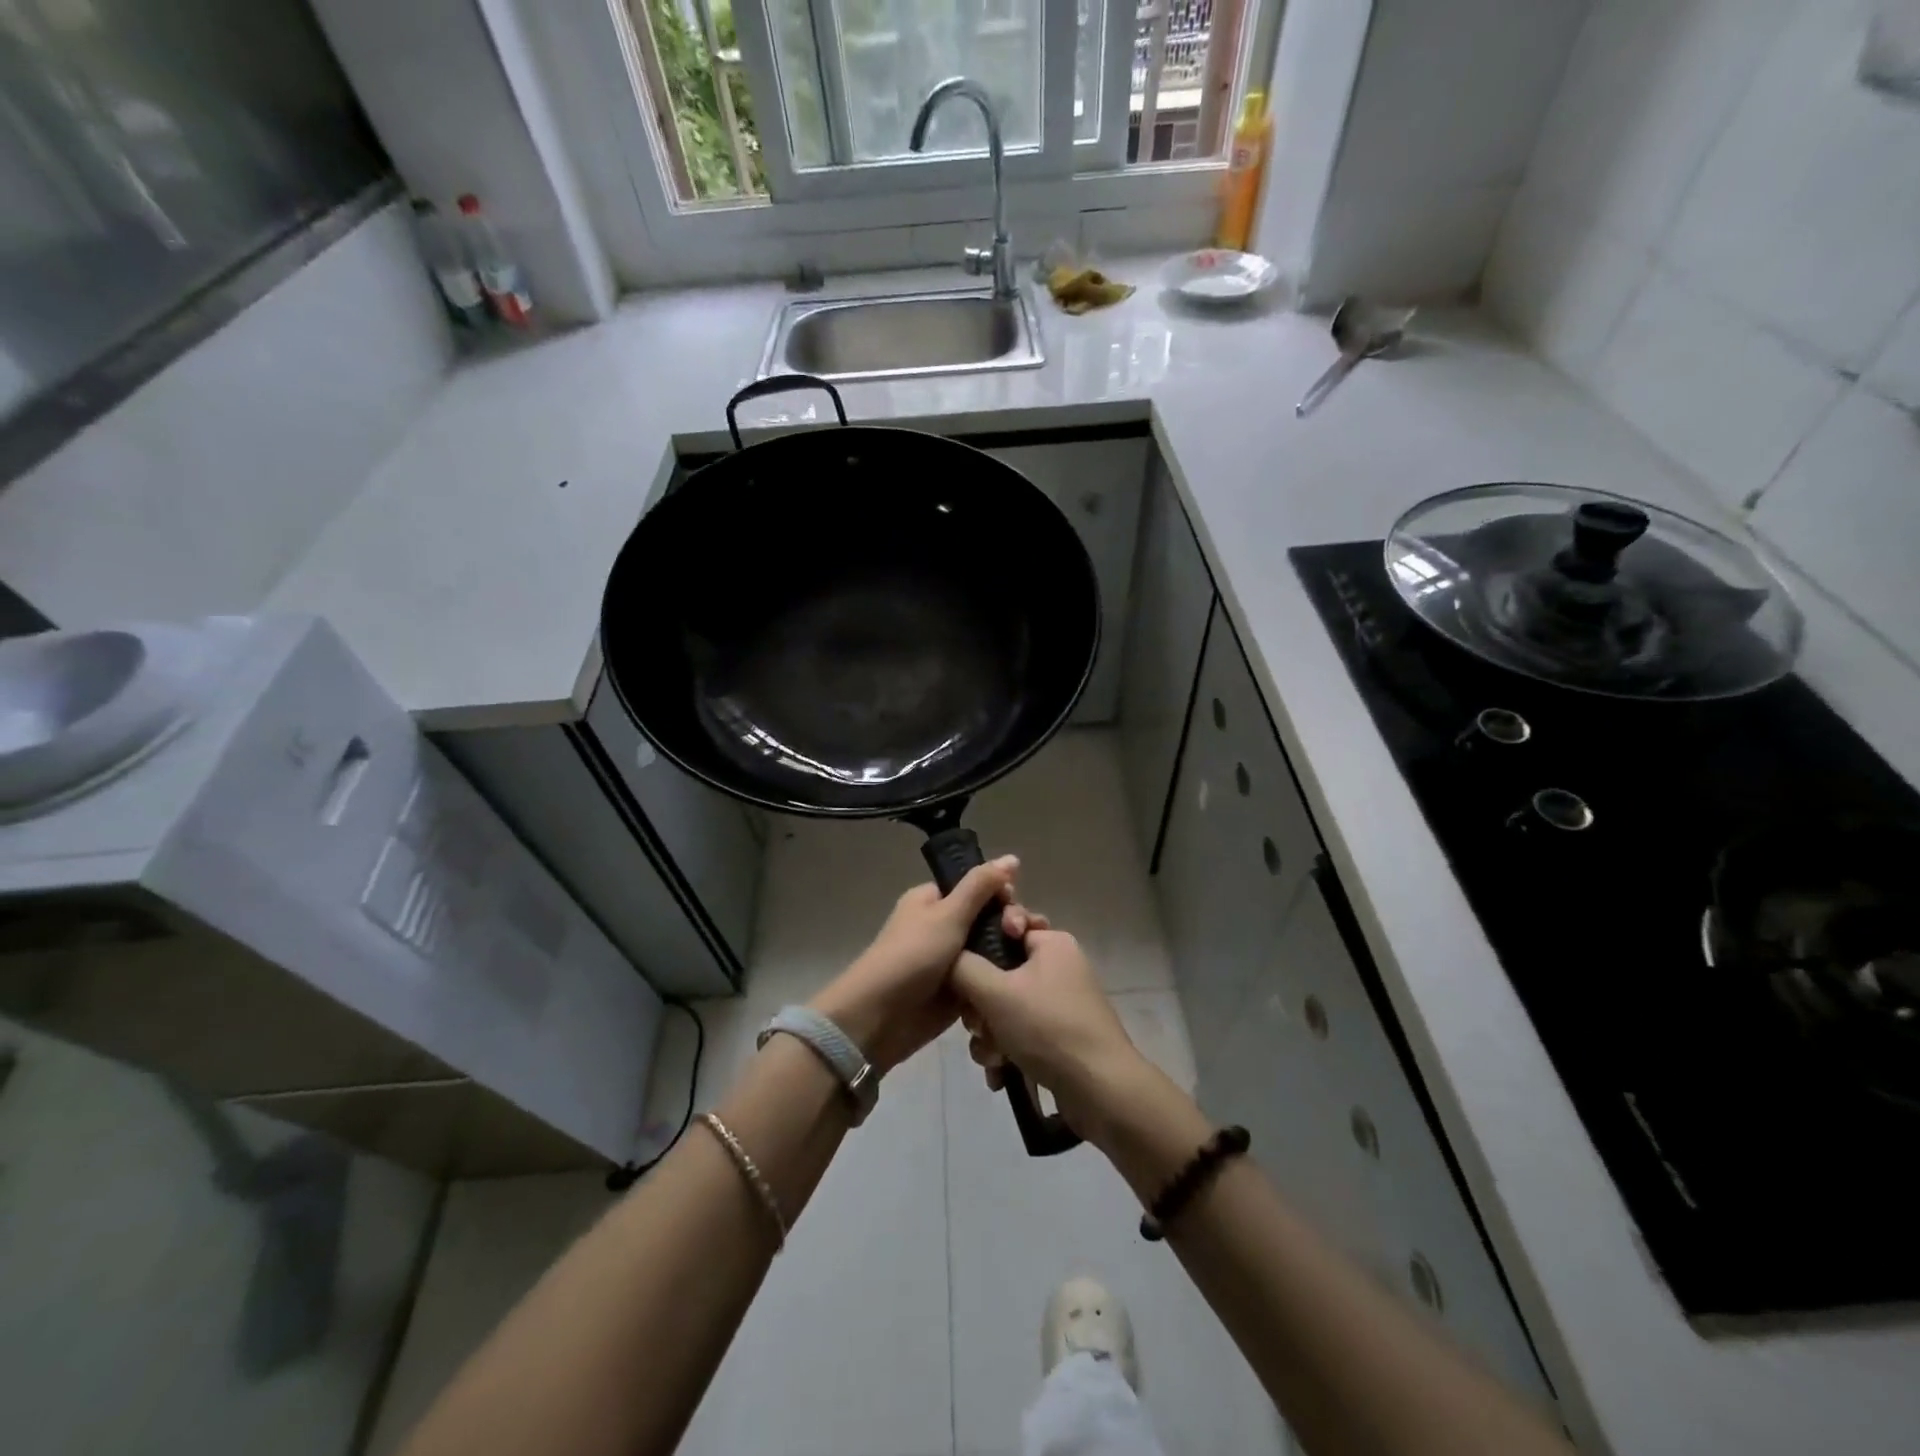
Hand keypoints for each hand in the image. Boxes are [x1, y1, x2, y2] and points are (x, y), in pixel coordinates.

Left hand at [810, 856, 1037, 1073]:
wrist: (880, 1017)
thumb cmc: (912, 956)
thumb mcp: (948, 914)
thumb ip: (981, 886)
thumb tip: (1012, 857)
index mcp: (933, 900)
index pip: (977, 888)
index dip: (1001, 895)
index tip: (1013, 908)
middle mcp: (942, 926)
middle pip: (988, 918)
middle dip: (1009, 925)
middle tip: (1020, 935)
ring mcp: (951, 960)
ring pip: (991, 950)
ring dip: (1009, 954)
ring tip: (1029, 961)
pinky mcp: (958, 990)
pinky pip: (986, 978)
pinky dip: (1000, 979)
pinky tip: (1021, 982)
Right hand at [949, 926, 1146, 1138]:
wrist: (1101, 1090)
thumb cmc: (1047, 1028)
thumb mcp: (995, 992)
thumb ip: (963, 966)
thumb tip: (948, 957)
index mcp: (1051, 943)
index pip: (1005, 925)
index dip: (980, 946)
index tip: (966, 969)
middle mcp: (1058, 966)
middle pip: (1000, 972)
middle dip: (981, 1004)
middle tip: (977, 1025)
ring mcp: (1061, 1002)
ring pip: (1006, 1006)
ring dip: (990, 1033)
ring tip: (991, 1059)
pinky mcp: (1061, 1034)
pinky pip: (1021, 1031)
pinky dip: (1007, 1050)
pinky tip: (1000, 1074)